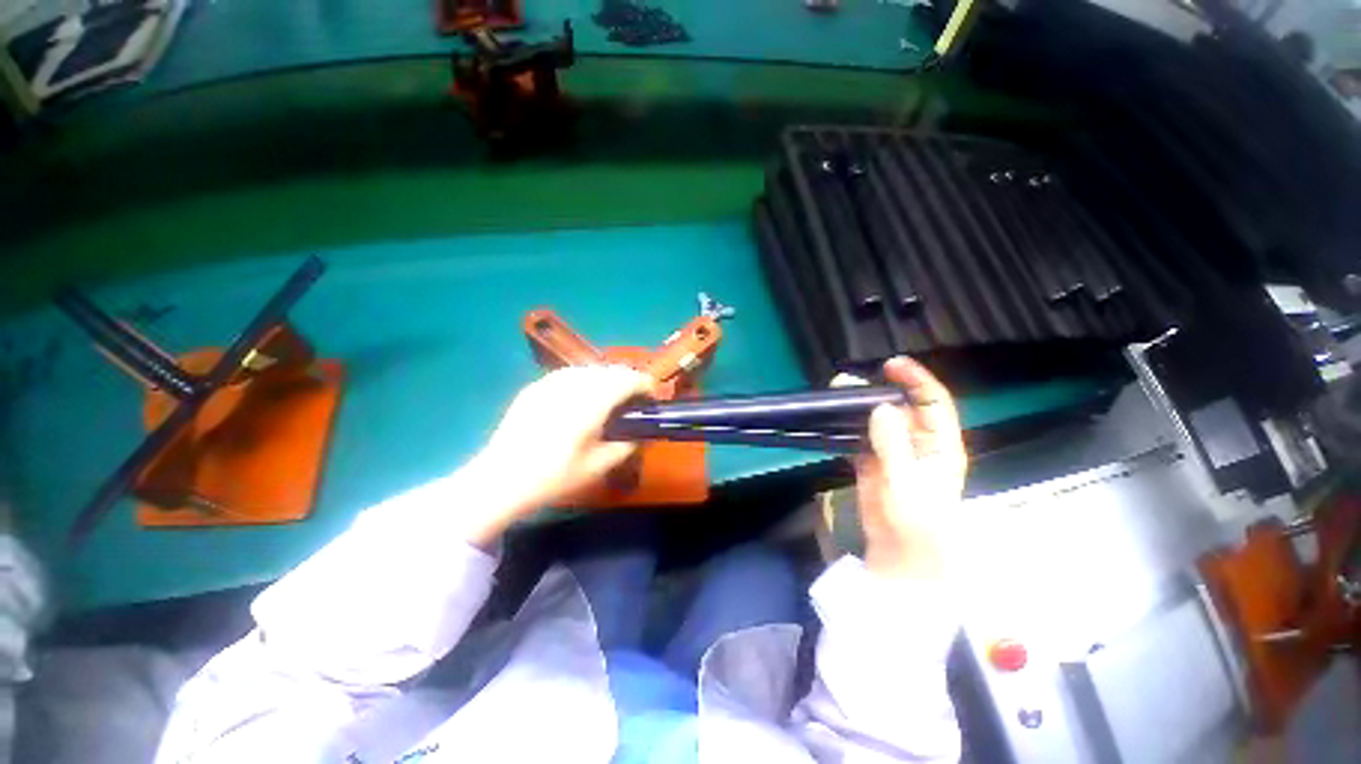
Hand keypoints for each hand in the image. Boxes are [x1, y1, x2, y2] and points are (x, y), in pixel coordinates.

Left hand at [475, 365, 653, 520]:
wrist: (500, 479)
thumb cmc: (553, 477)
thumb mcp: (597, 467)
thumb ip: (626, 445)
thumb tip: (640, 434)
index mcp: (591, 403)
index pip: (627, 379)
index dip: (645, 384)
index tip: (651, 397)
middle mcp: (572, 385)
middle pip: (610, 370)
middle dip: (627, 381)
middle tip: (632, 401)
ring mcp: (550, 383)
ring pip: (590, 369)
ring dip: (606, 379)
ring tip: (608, 399)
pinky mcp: (535, 387)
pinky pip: (569, 374)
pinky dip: (584, 381)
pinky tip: (580, 398)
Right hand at [845, 357, 966, 581]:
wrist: (900, 556)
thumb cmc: (917, 525)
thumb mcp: (907, 484)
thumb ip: (894, 445)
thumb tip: (881, 408)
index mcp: (940, 444)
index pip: (933, 402)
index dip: (915, 380)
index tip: (890, 366)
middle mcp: (919, 442)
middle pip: (900, 407)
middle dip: (877, 391)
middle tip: (846, 383)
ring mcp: (893, 452)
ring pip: (876, 421)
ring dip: (856, 408)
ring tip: (834, 395)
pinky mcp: (872, 462)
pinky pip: (860, 437)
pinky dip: (847, 427)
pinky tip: (831, 420)